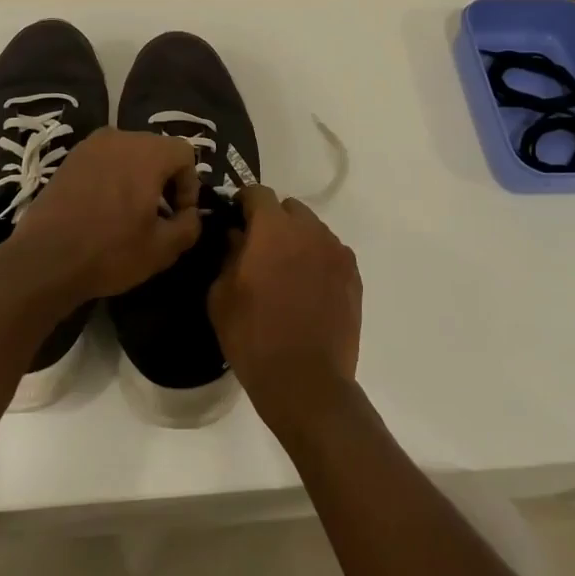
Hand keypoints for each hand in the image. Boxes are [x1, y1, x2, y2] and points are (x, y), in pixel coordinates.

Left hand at [5, 128, 201, 300]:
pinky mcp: (69, 159)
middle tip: (159, 215)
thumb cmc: (110, 251)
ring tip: (130, 213)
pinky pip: (104, 160)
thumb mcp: (163, 249)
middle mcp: (119, 138)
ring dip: (137, 178)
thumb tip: (190, 214)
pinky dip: (112, 177)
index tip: (178, 215)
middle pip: (156, 149)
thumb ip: (189, 225)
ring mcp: (89, 146)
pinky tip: (103, 209)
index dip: (189, 185)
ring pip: (129, 154)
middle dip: (164, 179)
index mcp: (147, 152)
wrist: (44, 260)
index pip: (185, 153)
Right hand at [208, 185, 361, 430]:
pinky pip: (331, 253)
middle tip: (258, 248)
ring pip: (313, 230)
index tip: (234, 219)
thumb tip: (236, 235)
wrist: (306, 381)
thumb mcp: (221, 295)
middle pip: (289, 208)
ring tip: (285, 271)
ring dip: (297, 239)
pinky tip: (307, 288)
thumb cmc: (253, 336)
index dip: (243, 203)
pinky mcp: (354, 276)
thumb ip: (227, 254)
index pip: (258, 194)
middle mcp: (309, 230)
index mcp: (273, 228)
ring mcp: (336, 252)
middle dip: (273, 220)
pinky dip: (317, 260)